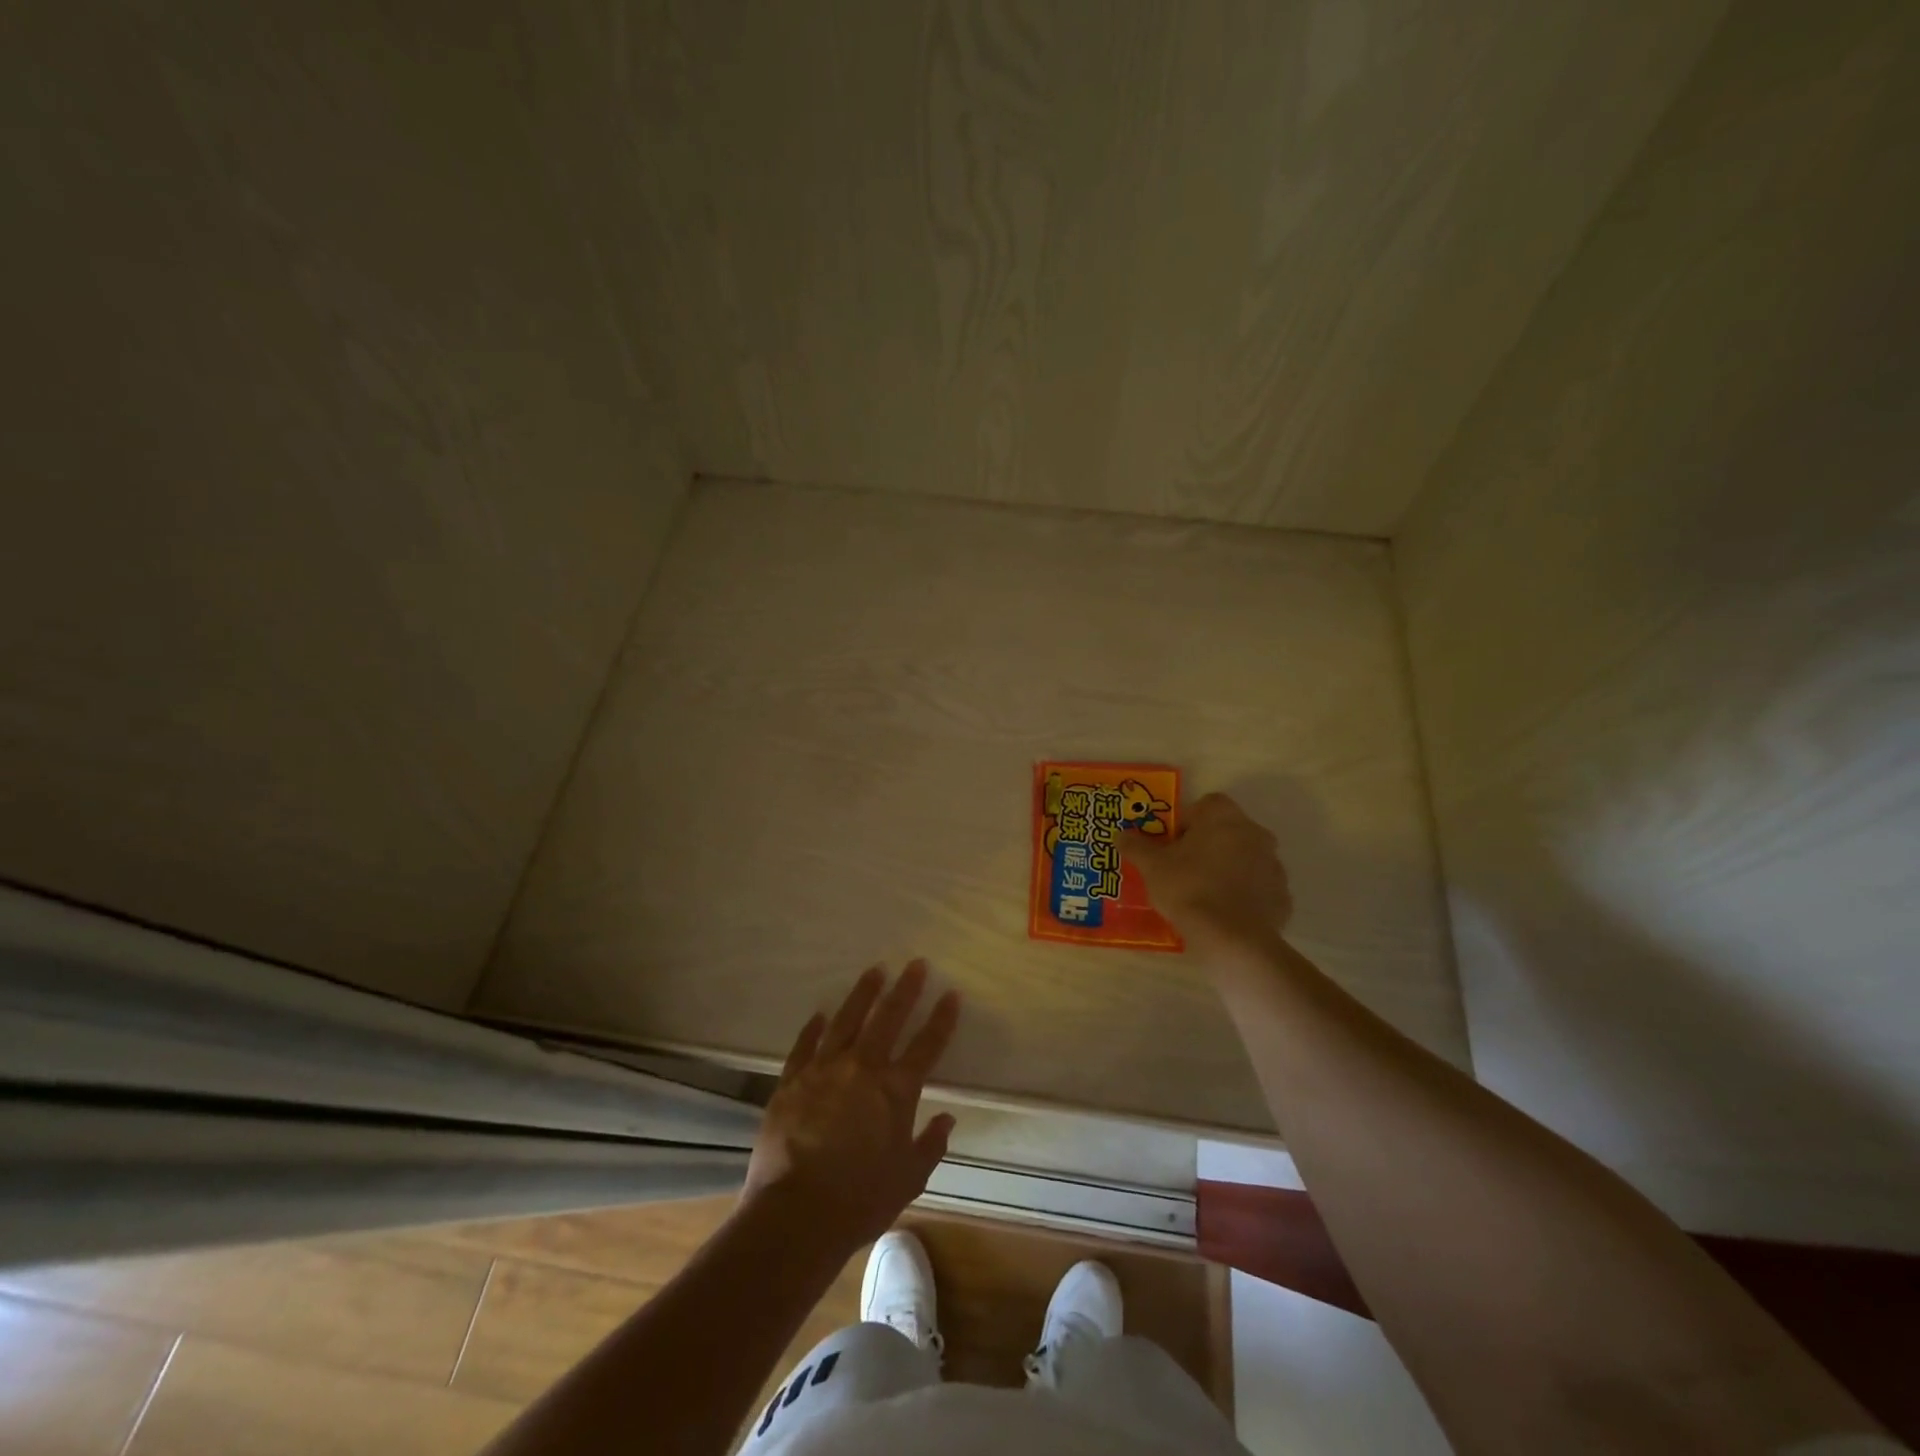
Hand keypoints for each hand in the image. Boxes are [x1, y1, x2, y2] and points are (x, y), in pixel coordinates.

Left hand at [742, 962, 960, 1250]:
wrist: (795, 1214)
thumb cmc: (859, 1200)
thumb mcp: (908, 1179)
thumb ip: (930, 1145)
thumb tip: (947, 1119)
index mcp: (896, 1090)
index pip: (927, 1045)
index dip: (941, 1018)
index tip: (951, 994)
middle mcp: (862, 1068)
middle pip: (888, 1018)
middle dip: (905, 989)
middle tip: (915, 964)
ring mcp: (824, 1069)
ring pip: (847, 1020)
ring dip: (863, 993)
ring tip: (875, 971)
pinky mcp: (792, 1080)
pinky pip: (805, 1044)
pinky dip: (814, 1027)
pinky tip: (821, 1013)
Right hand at [1128, 792, 1292, 958]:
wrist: (1232, 938)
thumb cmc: (1188, 889)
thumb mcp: (1152, 866)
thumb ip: (1135, 846)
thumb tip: (1121, 834)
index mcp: (1223, 816)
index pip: (1204, 805)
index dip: (1185, 823)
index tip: (1171, 846)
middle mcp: (1254, 832)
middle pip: (1226, 831)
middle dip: (1206, 845)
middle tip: (1183, 870)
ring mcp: (1273, 864)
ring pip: (1244, 858)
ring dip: (1227, 868)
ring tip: (1203, 895)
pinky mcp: (1282, 894)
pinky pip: (1258, 887)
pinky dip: (1244, 895)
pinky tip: (1224, 913)